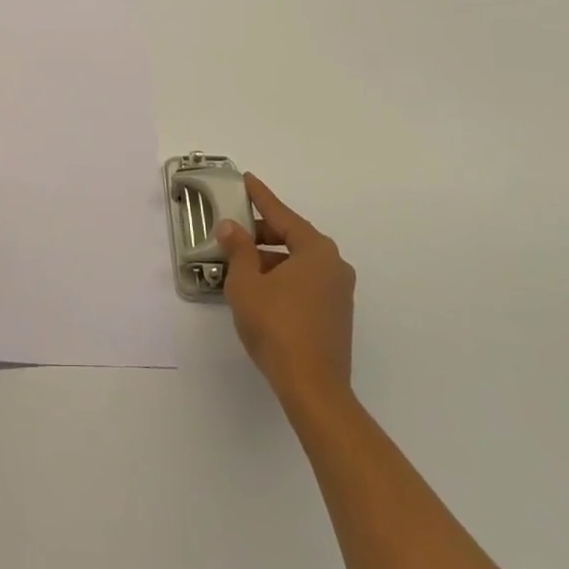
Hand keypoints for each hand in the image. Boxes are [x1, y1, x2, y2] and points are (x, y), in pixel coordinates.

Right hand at [217, 173, 355, 399]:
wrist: (312, 388)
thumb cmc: (277, 327)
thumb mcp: (246, 283)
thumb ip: (238, 250)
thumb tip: (231, 228)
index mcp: (316, 251)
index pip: (282, 215)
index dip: (261, 198)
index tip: (247, 180)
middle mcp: (334, 265)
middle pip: (292, 238)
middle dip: (261, 234)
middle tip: (234, 230)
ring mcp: (338, 293)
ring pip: (298, 263)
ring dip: (269, 259)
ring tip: (238, 264)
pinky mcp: (335, 316)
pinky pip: (304, 283)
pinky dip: (281, 278)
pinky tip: (258, 290)